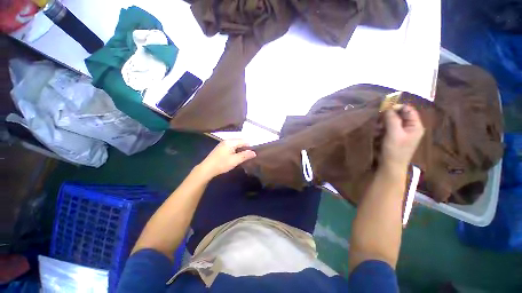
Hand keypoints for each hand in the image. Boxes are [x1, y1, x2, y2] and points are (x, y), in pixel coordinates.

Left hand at [196, 139, 255, 179]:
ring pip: (236, 144)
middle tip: (250, 155)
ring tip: (245, 156)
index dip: (250, 146)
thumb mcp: (235, 160)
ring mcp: (223, 144)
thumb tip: (254, 152)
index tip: (254, 153)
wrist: (207, 169)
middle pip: (240, 141)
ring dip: (241, 149)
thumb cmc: (222, 164)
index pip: (244, 141)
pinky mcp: (221, 148)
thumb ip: (245, 155)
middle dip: (245, 147)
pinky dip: (236, 150)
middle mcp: (227, 140)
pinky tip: (237, 156)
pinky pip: (232, 146)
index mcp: (231, 142)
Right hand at [382, 105, 424, 169]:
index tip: (383, 109)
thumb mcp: (393, 133)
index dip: (396, 107)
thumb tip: (387, 108)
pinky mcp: (394, 137)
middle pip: (399, 115)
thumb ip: (391, 119)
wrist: (390, 166)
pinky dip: (382, 129)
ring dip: (383, 124)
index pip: (408, 109)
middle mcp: (410, 127)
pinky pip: (388, 128)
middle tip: (378, 121)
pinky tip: (377, 134)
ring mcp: (402, 133)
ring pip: (392, 121)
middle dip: (387, 117)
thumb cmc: (394, 150)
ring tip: (377, 130)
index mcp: (415, 125)